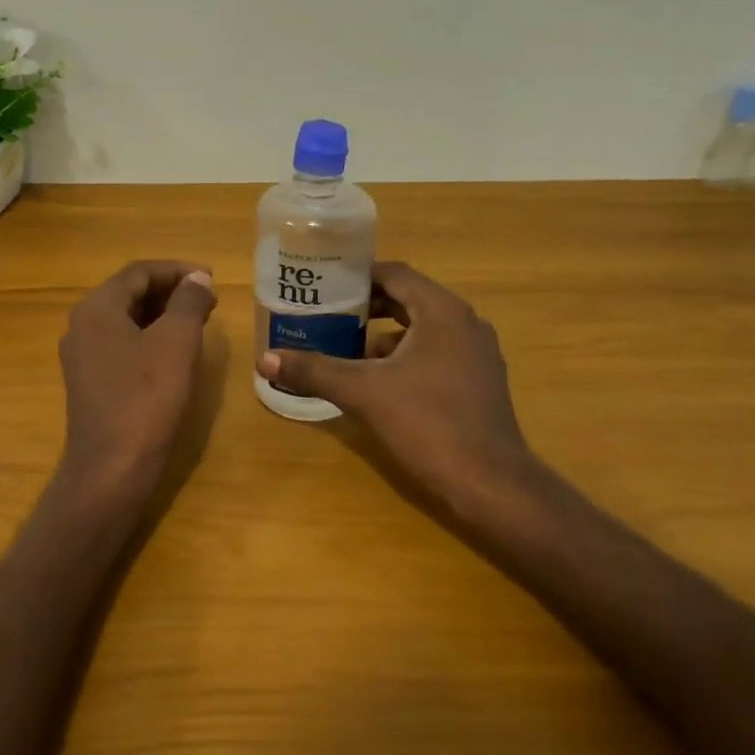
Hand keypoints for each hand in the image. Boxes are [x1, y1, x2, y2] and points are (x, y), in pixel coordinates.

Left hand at [58, 261, 217, 497]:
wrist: (112, 467)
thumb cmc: (146, 398)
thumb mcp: (177, 342)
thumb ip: (189, 301)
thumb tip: (197, 278)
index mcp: (97, 308)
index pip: (139, 272)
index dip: (178, 269)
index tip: (211, 278)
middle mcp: (82, 325)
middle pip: (129, 293)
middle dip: (171, 291)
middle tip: (208, 299)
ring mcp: (82, 356)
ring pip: (126, 320)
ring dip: (162, 314)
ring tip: (198, 321)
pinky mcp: (90, 382)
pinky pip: (122, 345)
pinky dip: (150, 338)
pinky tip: (174, 352)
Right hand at [257, 262, 547, 525]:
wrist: (489, 481)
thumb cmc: (427, 423)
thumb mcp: (363, 393)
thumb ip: (315, 371)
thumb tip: (265, 358)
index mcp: (442, 312)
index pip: (396, 274)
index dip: (359, 276)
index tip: (326, 285)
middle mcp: (465, 322)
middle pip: (409, 299)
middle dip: (368, 307)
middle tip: (328, 315)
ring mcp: (478, 353)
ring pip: (424, 329)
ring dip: (386, 335)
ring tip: (348, 351)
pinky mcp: (481, 380)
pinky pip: (438, 353)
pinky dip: (408, 358)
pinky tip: (381, 383)